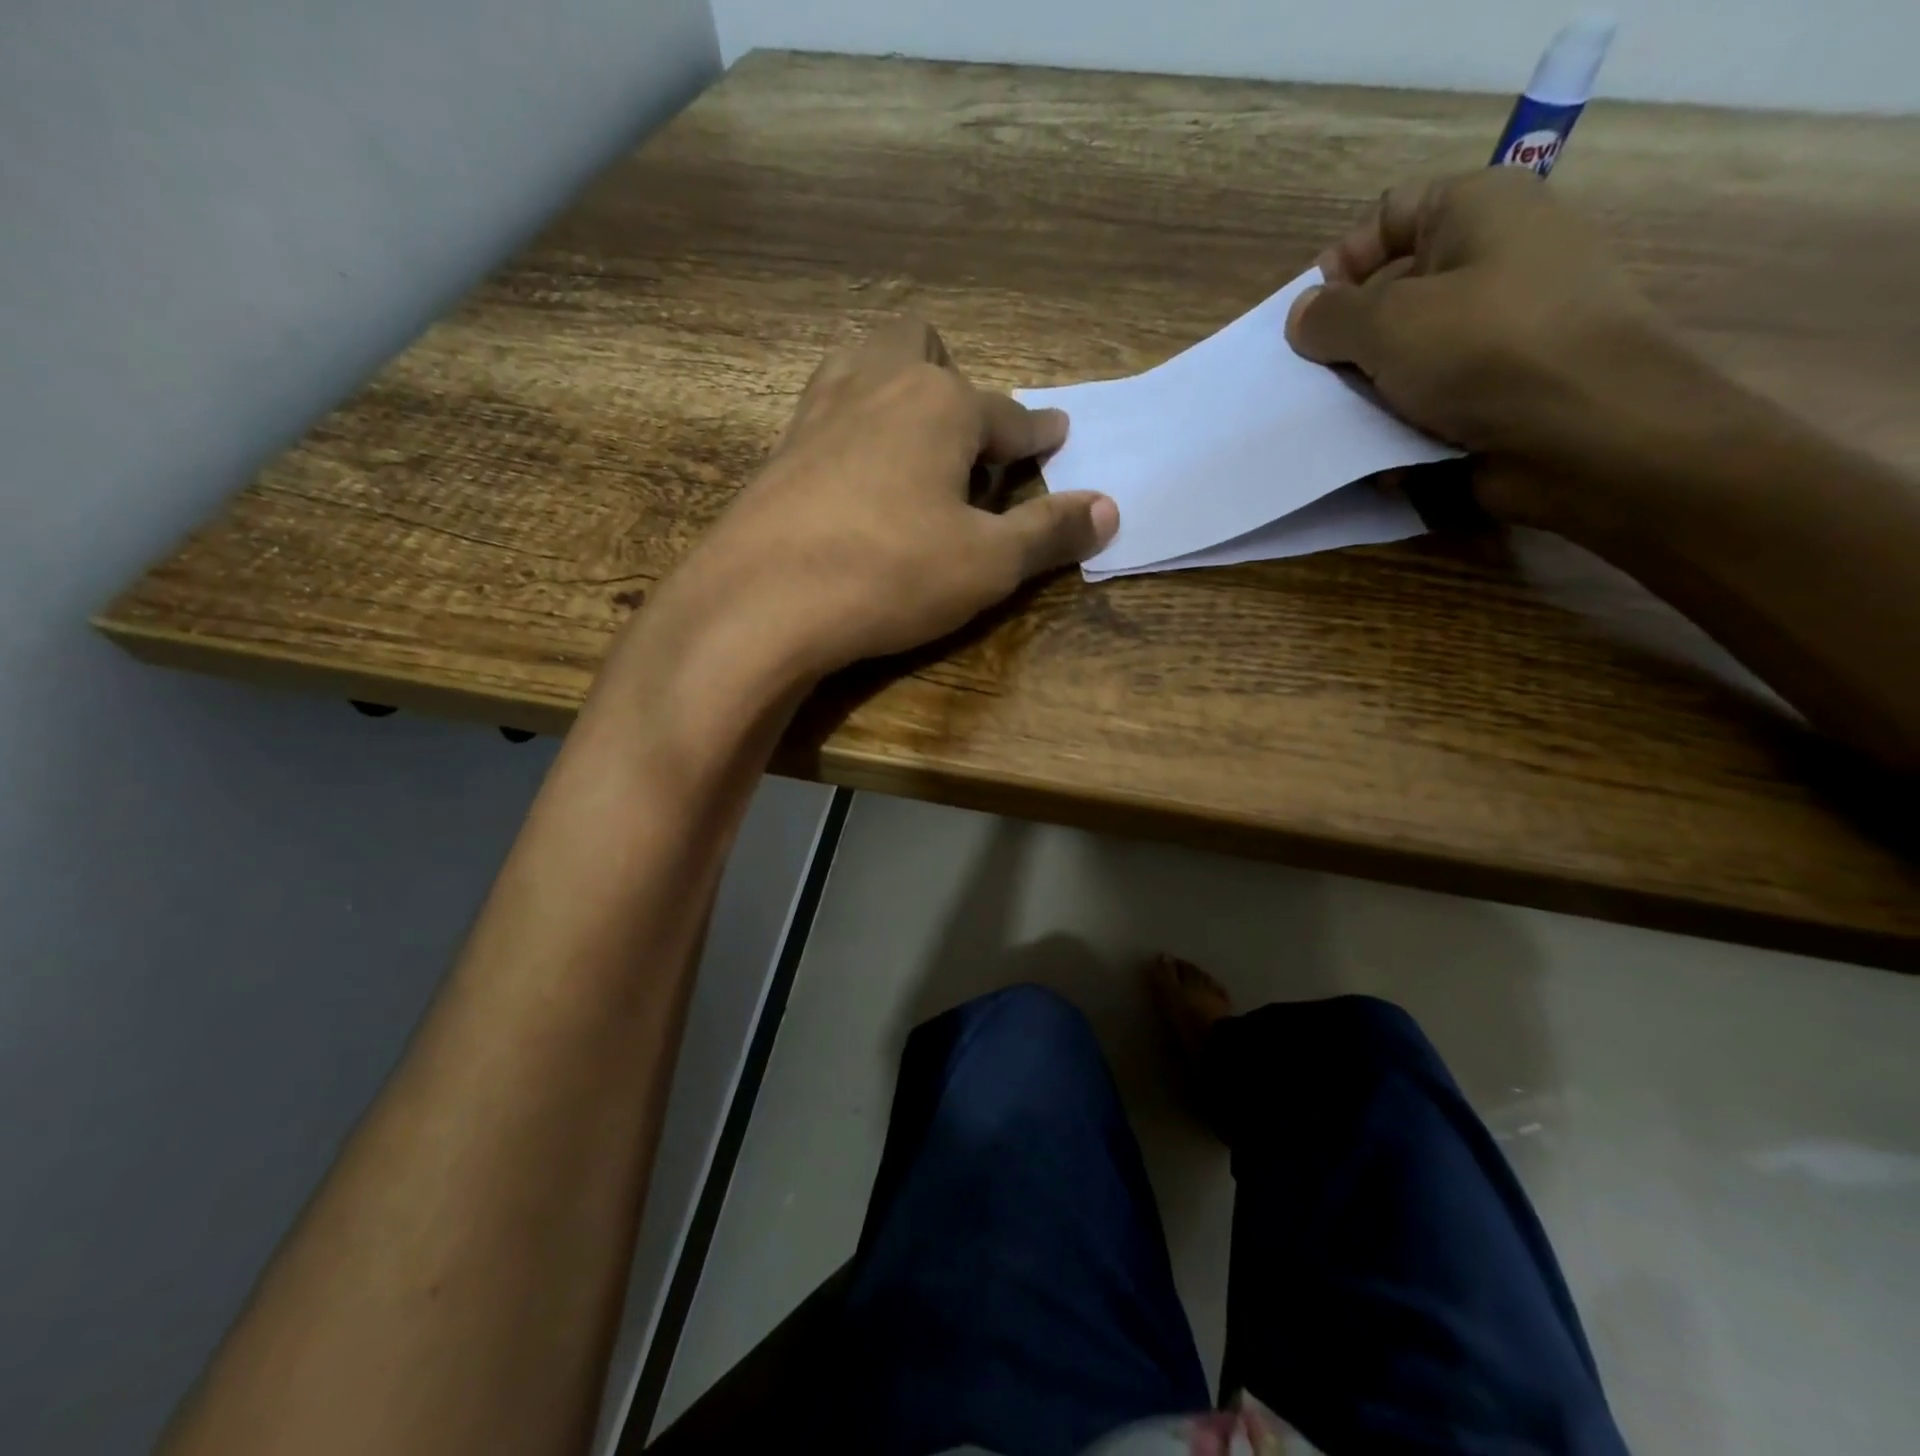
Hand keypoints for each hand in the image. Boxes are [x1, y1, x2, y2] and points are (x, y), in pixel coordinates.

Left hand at [659, 318, 1115, 679]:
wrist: (761, 602)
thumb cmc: (890, 573)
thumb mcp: (987, 564)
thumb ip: (1049, 533)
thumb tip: (1110, 509)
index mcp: (941, 404)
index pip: (1010, 415)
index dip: (1039, 433)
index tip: (1057, 436)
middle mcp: (879, 386)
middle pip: (919, 345)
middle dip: (950, 377)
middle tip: (965, 437)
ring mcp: (820, 412)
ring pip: (862, 363)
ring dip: (892, 384)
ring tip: (909, 438)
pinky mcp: (781, 450)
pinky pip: (826, 411)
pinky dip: (852, 425)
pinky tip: (854, 470)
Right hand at [1285, 169, 1699, 532]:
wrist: (1588, 434)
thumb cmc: (1486, 351)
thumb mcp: (1388, 323)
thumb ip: (1330, 316)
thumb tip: (1302, 316)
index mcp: (1479, 210)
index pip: (1388, 215)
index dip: (1340, 264)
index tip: (1309, 323)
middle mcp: (1496, 258)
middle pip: (1393, 291)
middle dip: (1347, 339)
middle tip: (1315, 382)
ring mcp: (1503, 328)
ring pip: (1408, 352)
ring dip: (1369, 389)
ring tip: (1339, 422)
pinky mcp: (1503, 388)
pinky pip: (1434, 397)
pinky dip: (1403, 422)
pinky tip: (1379, 450)